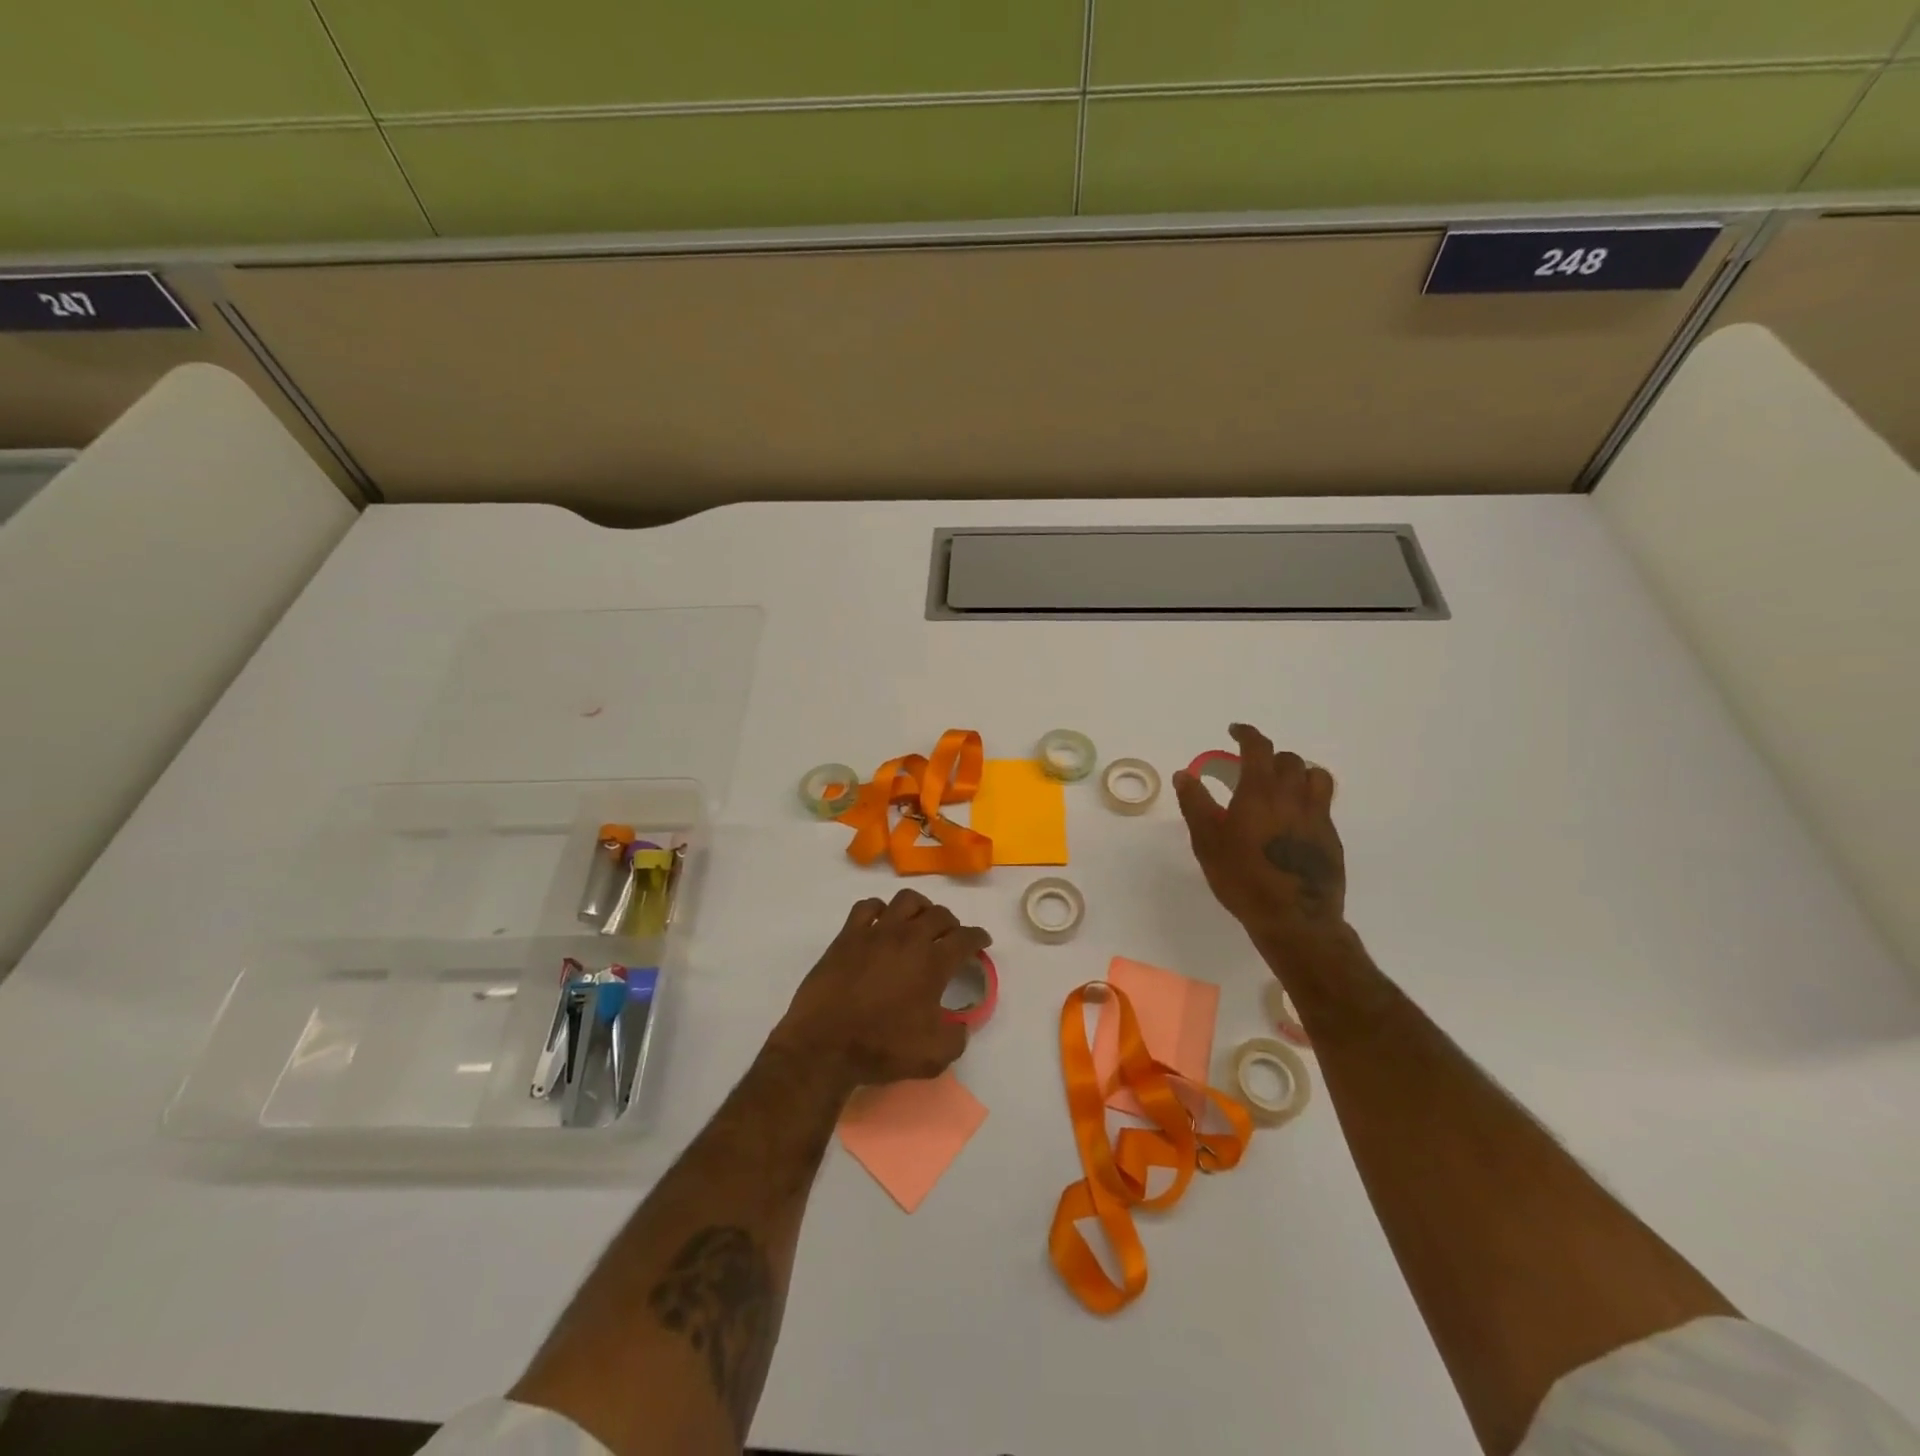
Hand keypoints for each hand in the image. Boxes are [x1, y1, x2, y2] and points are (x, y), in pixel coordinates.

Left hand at [773, 889, 988, 1087]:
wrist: (824, 1045)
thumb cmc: (881, 1048)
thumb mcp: (933, 1056)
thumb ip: (957, 1037)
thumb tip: (961, 1023)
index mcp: (933, 963)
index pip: (965, 938)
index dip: (978, 937)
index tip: (981, 941)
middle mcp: (909, 938)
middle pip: (939, 914)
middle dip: (951, 923)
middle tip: (951, 936)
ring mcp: (876, 932)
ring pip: (906, 900)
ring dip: (920, 907)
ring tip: (920, 921)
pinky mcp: (848, 935)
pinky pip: (868, 907)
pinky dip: (880, 909)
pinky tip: (881, 922)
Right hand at [1173, 723, 1346, 945]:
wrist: (1293, 919)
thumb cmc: (1242, 878)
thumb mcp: (1207, 841)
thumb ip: (1196, 804)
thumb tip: (1185, 774)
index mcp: (1260, 792)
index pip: (1258, 748)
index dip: (1247, 734)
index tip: (1235, 731)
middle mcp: (1293, 796)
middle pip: (1289, 760)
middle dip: (1270, 756)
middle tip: (1253, 768)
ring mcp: (1317, 817)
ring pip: (1316, 776)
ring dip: (1298, 772)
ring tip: (1283, 785)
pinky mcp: (1331, 838)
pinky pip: (1323, 804)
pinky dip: (1309, 799)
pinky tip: (1295, 819)